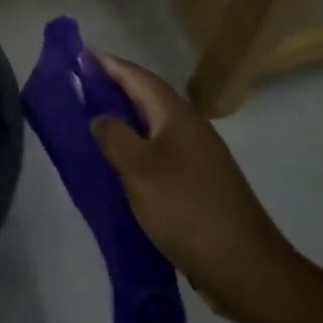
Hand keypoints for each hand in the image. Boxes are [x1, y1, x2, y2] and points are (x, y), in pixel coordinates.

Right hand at [89, 51, 303, 322]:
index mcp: (176, 116)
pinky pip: (159, 153)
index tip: (79, 54)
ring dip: (124, 120)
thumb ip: (114, 136)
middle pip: (146, 98)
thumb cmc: (187, 209)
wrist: (246, 269)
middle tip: (77, 87)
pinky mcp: (199, 184)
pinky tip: (118, 166)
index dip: (108, 64)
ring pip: (153, 127)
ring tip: (90, 123)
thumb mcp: (139, 170)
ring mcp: (198, 158)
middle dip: (113, 89)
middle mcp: (190, 129)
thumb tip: (100, 117)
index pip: (137, 76)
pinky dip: (136, 150)